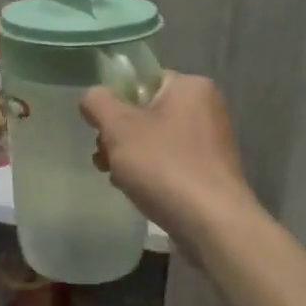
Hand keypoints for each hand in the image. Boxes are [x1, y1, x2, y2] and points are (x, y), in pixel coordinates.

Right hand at [80, 73, 259, 249]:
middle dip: (118, 135)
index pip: (142, 81)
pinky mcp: (210, 171)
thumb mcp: (118, 128)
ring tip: (116, 178)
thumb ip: (98, 103)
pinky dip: (151, 172)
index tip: (100, 129)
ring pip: (155, 140)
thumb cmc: (164, 166)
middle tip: (104, 157)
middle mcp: (206, 108)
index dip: (115, 102)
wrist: (212, 224)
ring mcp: (211, 141)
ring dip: (129, 156)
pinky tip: (137, 191)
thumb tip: (93, 97)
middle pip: (145, 112)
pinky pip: (170, 161)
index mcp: (190, 87)